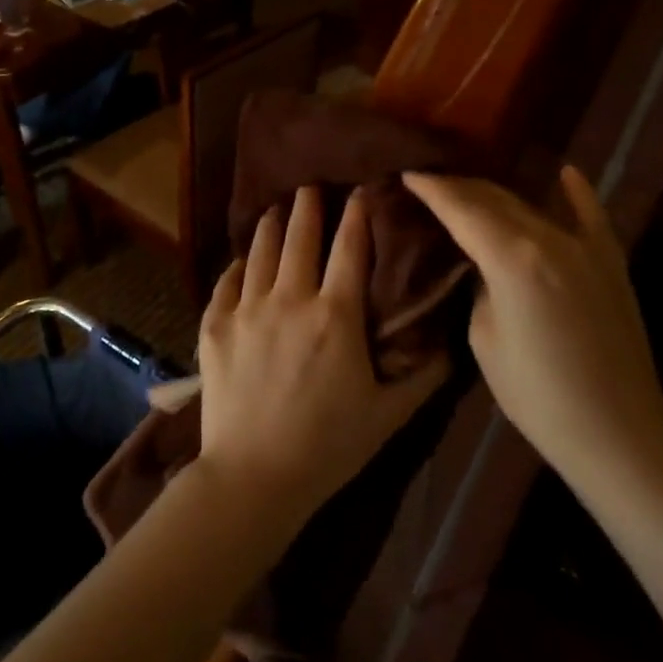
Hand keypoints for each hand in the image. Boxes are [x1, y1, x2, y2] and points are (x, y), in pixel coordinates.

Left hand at [197, 186, 449, 526]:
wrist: (253, 476)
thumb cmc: (328, 447)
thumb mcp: (389, 415)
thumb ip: (423, 375)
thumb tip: (448, 344)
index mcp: (336, 315)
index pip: (350, 247)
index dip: (358, 213)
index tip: (362, 189)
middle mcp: (290, 299)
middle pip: (299, 236)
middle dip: (308, 205)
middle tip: (311, 186)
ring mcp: (246, 310)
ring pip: (260, 251)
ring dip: (270, 225)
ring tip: (275, 209)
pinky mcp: (214, 327)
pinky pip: (226, 283)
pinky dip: (236, 265)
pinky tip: (241, 260)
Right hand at [402, 167, 662, 477]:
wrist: (616, 431)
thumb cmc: (537, 395)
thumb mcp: (485, 339)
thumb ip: (480, 288)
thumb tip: (485, 267)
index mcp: (513, 258)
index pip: (462, 209)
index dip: (432, 188)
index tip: (408, 172)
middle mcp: (550, 238)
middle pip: (496, 200)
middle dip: (460, 186)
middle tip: (430, 180)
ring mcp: (587, 247)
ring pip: (533, 206)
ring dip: (499, 194)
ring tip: (470, 185)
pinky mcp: (611, 263)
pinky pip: (591, 217)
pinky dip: (576, 193)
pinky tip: (565, 172)